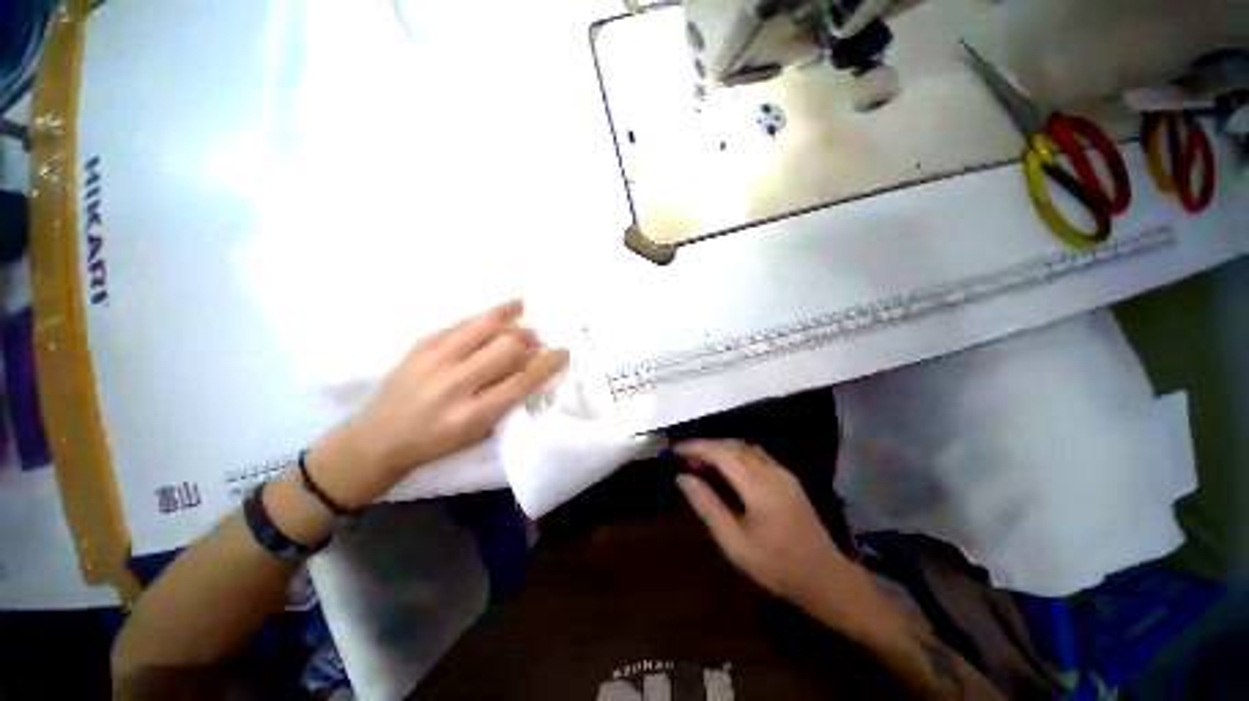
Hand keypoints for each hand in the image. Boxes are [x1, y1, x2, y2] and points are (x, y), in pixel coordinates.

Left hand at [310, 300, 568, 507]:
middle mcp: (455, 385)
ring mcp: (433, 362)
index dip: (548, 364)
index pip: (521, 382)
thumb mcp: (477, 434)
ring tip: (523, 311)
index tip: (563, 352)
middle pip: (505, 349)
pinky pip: (458, 325)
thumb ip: (506, 403)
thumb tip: (529, 369)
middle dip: (529, 341)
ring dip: (509, 319)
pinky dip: (482, 318)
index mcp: (473, 414)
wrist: (377, 440)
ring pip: (481, 328)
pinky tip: (498, 312)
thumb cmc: (436, 444)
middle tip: (537, 340)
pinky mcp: (418, 348)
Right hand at [675, 440, 863, 611]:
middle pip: (731, 445)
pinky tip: (726, 468)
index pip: (720, 453)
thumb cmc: (776, 566)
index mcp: (757, 485)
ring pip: (744, 447)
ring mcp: (782, 471)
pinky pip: (755, 454)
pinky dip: (734, 454)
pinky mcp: (787, 477)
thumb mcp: (734, 543)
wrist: (826, 578)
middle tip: (683, 459)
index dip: (694, 447)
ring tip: (700, 462)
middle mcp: (771, 470)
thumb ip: (707, 506)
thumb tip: (682, 477)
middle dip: (705, 446)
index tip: (674, 450)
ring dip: (720, 448)